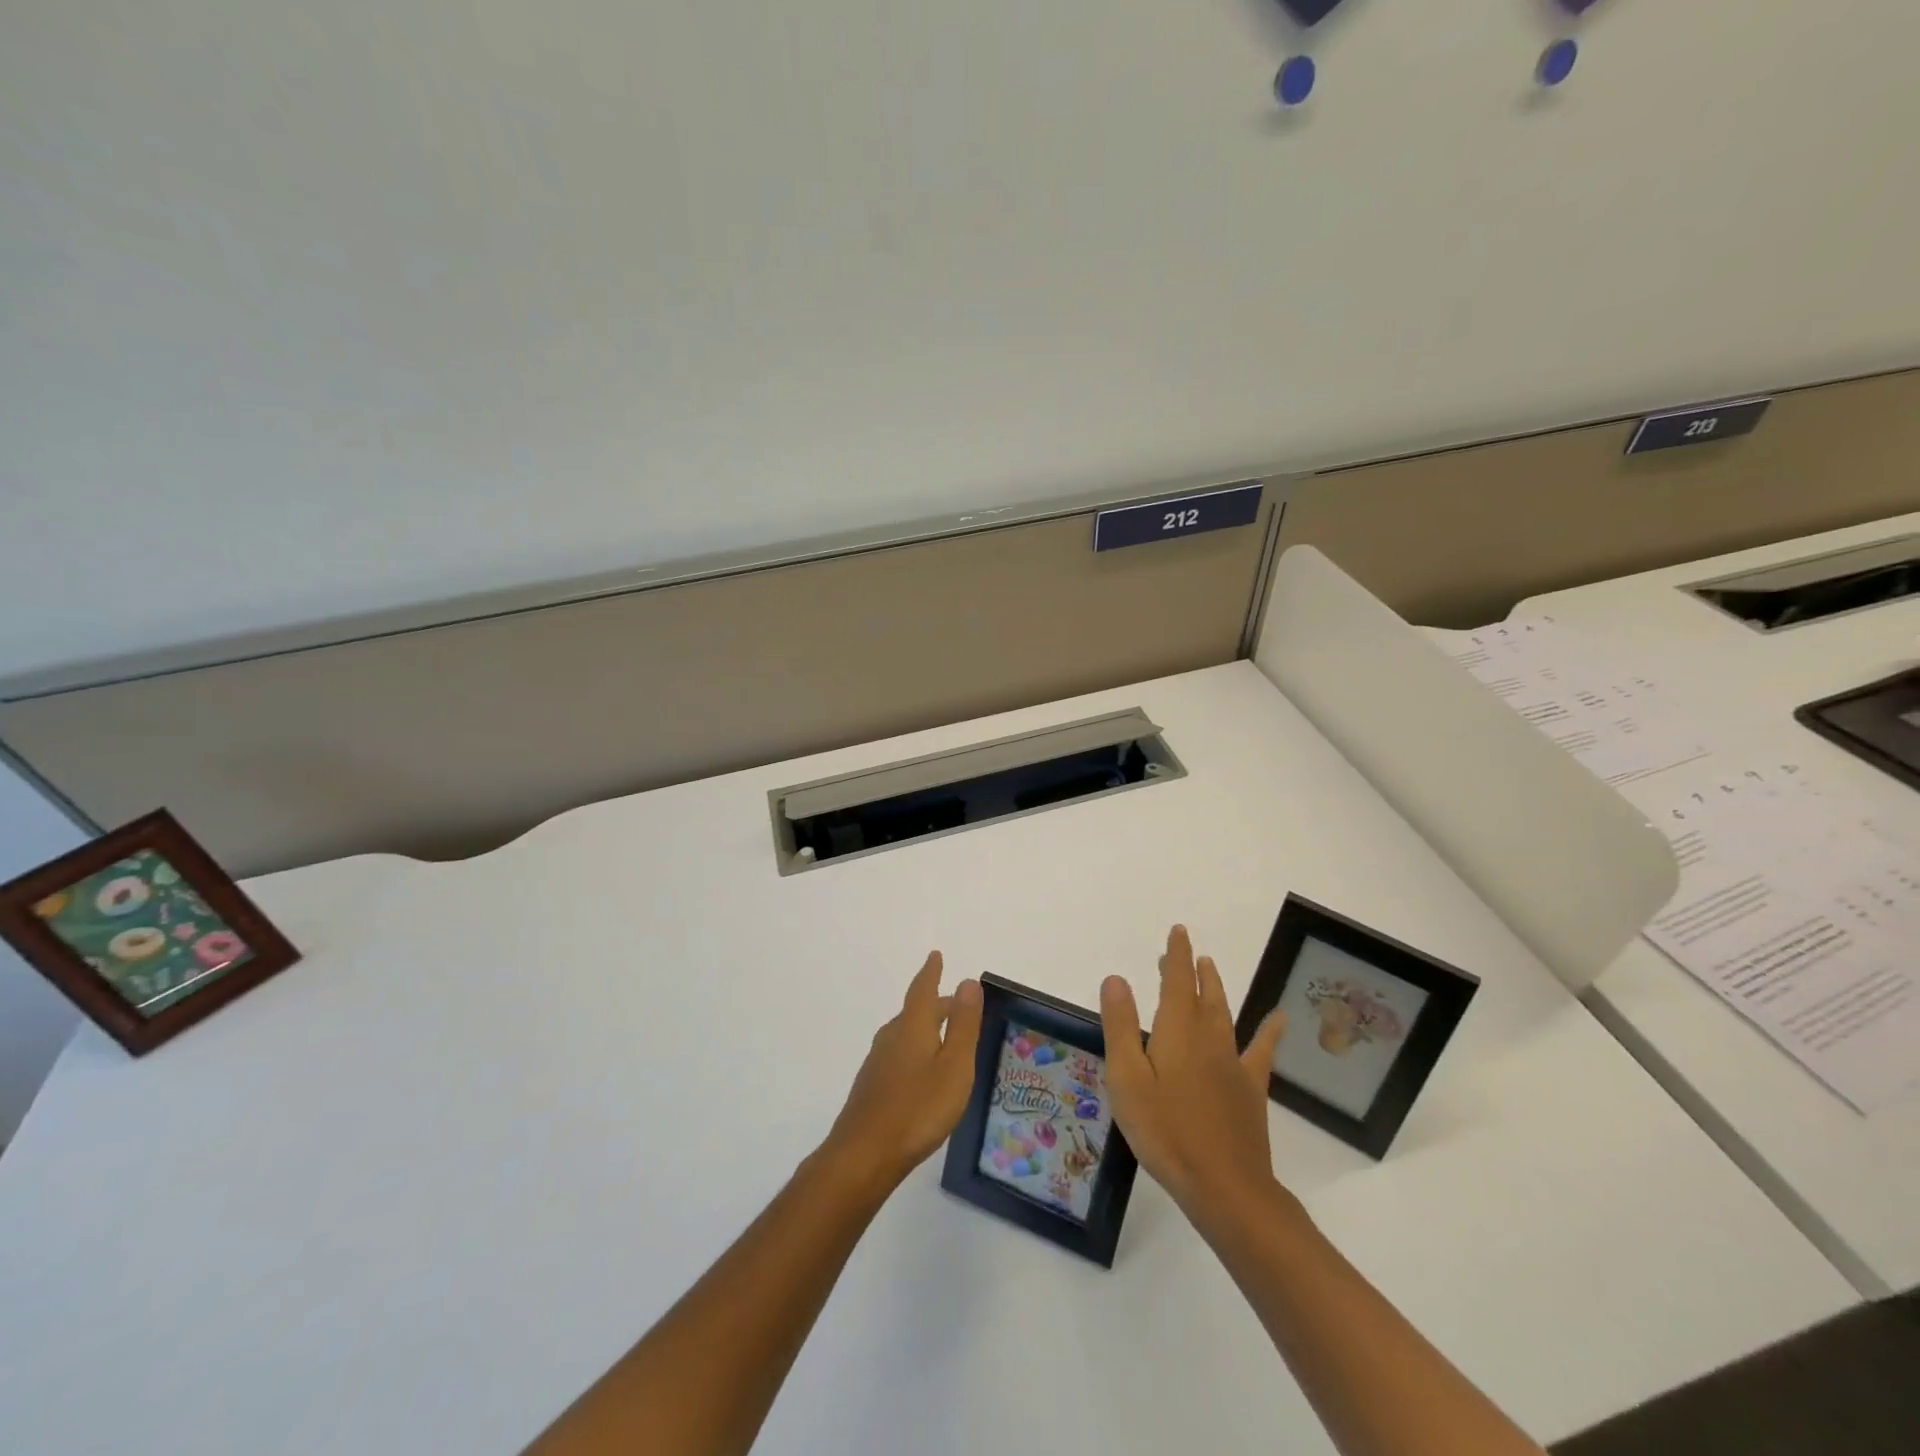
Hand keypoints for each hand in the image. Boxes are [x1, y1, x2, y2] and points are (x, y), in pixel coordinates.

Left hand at [823, 952, 983, 1190]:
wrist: (864, 1154)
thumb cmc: (918, 1107)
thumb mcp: (954, 1066)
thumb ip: (963, 1025)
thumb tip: (967, 981)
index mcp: (913, 1026)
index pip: (923, 989)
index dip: (931, 972)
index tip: (935, 955)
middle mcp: (892, 1036)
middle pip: (917, 1011)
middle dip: (937, 1005)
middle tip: (958, 1004)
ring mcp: (878, 1062)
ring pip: (907, 1033)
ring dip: (927, 1028)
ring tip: (945, 1037)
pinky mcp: (872, 1086)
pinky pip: (899, 1054)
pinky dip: (916, 1050)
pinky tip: (922, 1073)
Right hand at [1101, 926, 1290, 1226]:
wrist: (1225, 1187)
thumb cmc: (1165, 1131)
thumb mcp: (1128, 1079)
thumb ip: (1121, 1026)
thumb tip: (1117, 978)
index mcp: (1177, 1032)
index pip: (1178, 982)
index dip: (1177, 955)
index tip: (1178, 932)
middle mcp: (1208, 1038)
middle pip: (1201, 994)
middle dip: (1192, 969)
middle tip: (1186, 950)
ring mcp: (1233, 1064)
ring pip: (1225, 1014)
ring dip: (1216, 988)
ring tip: (1212, 968)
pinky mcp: (1250, 1089)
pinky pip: (1261, 1051)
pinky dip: (1269, 1031)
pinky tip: (1279, 1019)